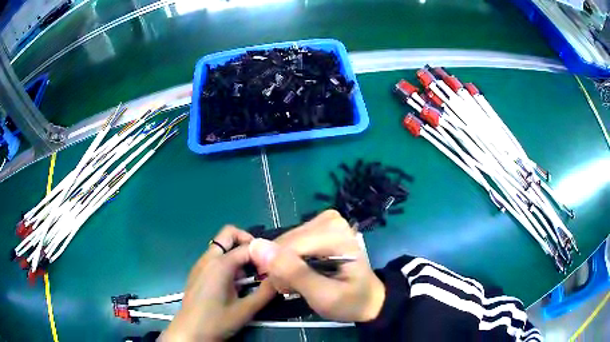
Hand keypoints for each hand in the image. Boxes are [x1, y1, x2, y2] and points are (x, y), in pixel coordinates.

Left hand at [160, 226, 275, 341]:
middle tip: (260, 260)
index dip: (263, 254)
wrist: (189, 332)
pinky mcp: (197, 272)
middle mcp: (208, 258)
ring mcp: (200, 264)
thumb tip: (280, 278)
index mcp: (220, 265)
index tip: (273, 268)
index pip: (247, 247)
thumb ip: (266, 292)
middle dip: (247, 241)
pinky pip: (214, 257)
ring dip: (237, 253)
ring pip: (221, 245)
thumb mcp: (246, 310)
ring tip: (248, 277)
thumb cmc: (216, 322)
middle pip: (228, 234)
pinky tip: (233, 283)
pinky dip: (227, 261)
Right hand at [249, 210, 384, 321]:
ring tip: (297, 283)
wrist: (368, 299)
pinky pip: (289, 243)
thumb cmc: (350, 301)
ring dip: (284, 266)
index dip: (280, 272)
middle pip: (285, 243)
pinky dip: (288, 261)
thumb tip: (257, 246)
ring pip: (283, 243)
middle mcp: (329, 220)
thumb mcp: (323, 296)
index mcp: (334, 233)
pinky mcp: (317, 227)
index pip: (288, 248)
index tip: (286, 291)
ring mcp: (323, 221)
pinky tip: (297, 272)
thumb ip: (293, 272)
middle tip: (293, 288)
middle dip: (282, 269)